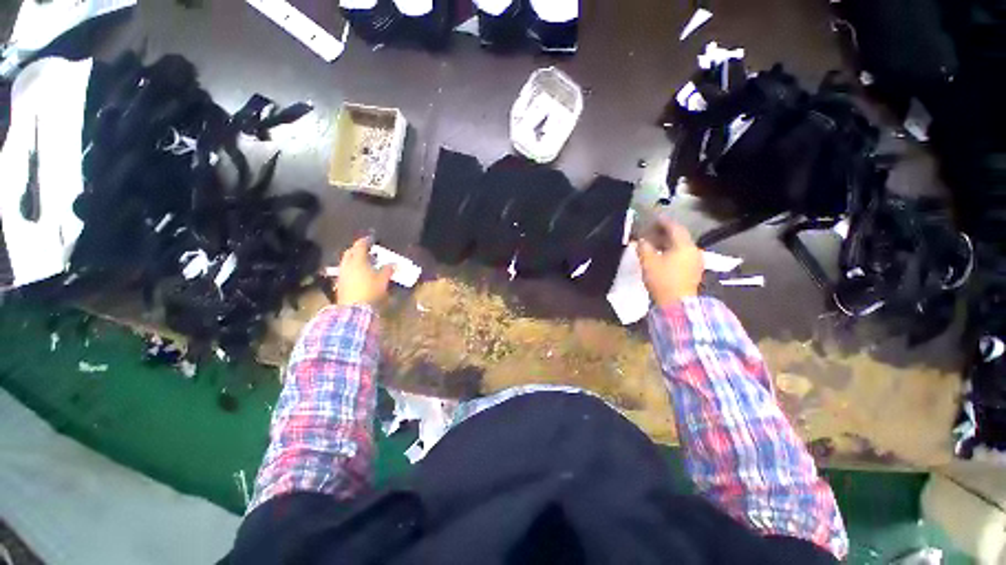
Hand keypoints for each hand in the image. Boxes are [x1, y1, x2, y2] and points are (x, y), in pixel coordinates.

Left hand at [336, 237, 394, 305]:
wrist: (354, 309)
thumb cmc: (370, 290)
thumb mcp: (383, 279)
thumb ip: (387, 269)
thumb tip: (392, 264)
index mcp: (358, 260)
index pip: (360, 245)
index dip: (366, 241)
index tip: (371, 239)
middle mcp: (347, 265)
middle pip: (350, 252)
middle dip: (357, 249)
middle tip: (366, 250)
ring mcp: (342, 274)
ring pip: (346, 262)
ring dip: (354, 259)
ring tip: (364, 262)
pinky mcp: (340, 284)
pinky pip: (346, 271)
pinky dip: (352, 269)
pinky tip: (359, 274)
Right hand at [637, 219, 703, 306]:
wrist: (677, 305)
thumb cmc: (662, 280)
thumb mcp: (648, 262)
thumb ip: (643, 247)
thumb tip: (640, 239)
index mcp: (684, 245)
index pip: (674, 227)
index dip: (663, 221)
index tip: (653, 218)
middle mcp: (694, 250)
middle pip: (679, 236)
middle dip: (665, 232)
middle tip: (651, 231)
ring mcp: (696, 262)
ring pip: (681, 246)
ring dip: (668, 243)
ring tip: (654, 244)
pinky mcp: (694, 271)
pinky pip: (682, 255)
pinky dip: (672, 252)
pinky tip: (662, 256)